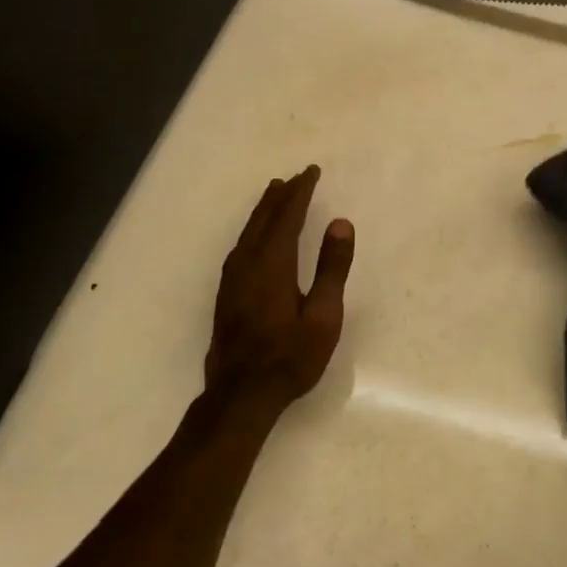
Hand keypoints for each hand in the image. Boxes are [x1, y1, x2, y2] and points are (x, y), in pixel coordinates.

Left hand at [205, 166, 354, 410]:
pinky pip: (240, 247)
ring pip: (248, 232)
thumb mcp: (324, 316)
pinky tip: (255, 238)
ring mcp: (232, 279)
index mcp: (273, 263)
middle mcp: (248, 263)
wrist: (241, 394)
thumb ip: (332, 268)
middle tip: (296, 177)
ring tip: (275, 194)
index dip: (300, 192)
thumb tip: (340, 223)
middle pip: (264, 219)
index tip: (311, 171)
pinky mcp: (227, 294)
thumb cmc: (290, 357)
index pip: (287, 216)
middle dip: (281, 196)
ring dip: (264, 210)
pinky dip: (252, 230)